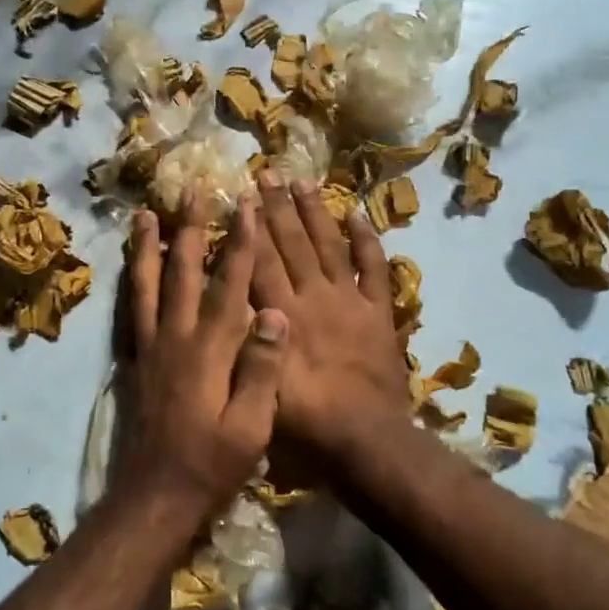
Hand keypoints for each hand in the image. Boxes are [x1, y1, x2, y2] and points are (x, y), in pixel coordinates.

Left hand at [122, 191, 288, 513]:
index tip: (244, 206)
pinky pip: (130, 310)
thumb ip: (262, 369)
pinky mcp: (134, 360)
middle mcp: (175, 337)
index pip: (228, 284)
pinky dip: (131, 282)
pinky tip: (130, 268)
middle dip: (190, 229)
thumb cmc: (212, 463)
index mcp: (209, 349)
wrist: (156, 495)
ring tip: (145, 213)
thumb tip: (275, 313)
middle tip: (192, 191)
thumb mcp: (250, 426)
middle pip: (182, 271)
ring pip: (148, 284)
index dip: (239, 243)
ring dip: (148, 246)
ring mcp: (150, 346)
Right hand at [249, 172, 413, 459]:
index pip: (262, 260)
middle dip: (278, 206)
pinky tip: (357, 213)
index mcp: (283, 313)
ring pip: (329, 246)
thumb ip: (247, 340)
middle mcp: (314, 296)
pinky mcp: (378, 312)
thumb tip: (231, 302)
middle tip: (267, 172)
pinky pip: (374, 268)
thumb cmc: (305, 420)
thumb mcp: (259, 383)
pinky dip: (367, 240)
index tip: (241, 195)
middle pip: (292, 243)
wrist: (365, 438)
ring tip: (303, 181)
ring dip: (315, 213)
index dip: (251, 226)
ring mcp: (349, 300)